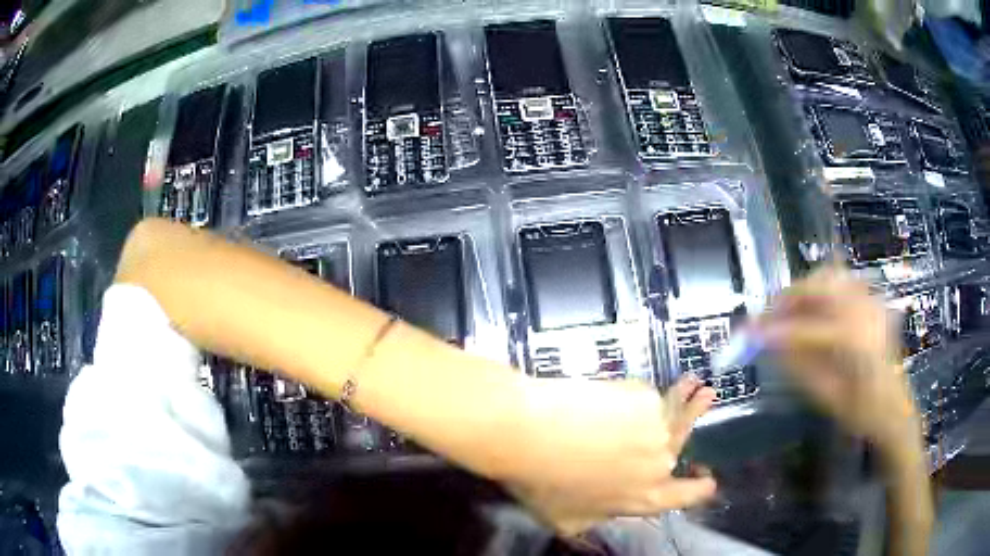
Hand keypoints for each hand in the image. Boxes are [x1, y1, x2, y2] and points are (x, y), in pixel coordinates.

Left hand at [502, 377, 715, 535]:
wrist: (528, 435)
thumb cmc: (540, 483)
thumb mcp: (565, 519)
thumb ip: (594, 518)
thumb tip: (602, 514)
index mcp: (643, 498)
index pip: (684, 496)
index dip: (699, 489)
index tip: (710, 482)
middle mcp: (659, 464)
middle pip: (685, 441)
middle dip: (697, 419)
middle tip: (707, 399)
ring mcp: (656, 429)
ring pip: (677, 410)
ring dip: (689, 395)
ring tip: (695, 383)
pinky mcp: (645, 398)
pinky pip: (648, 395)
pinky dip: (644, 392)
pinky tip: (637, 386)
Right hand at [754, 266, 920, 452]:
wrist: (894, 409)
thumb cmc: (862, 413)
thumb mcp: (828, 398)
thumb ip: (799, 367)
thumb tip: (769, 343)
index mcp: (855, 342)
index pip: (805, 328)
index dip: (774, 329)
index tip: (748, 333)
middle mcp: (865, 312)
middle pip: (820, 285)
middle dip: (789, 297)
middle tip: (769, 318)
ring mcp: (872, 302)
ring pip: (831, 275)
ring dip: (805, 289)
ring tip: (789, 311)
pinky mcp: (874, 301)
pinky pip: (844, 280)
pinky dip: (824, 287)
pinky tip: (815, 308)